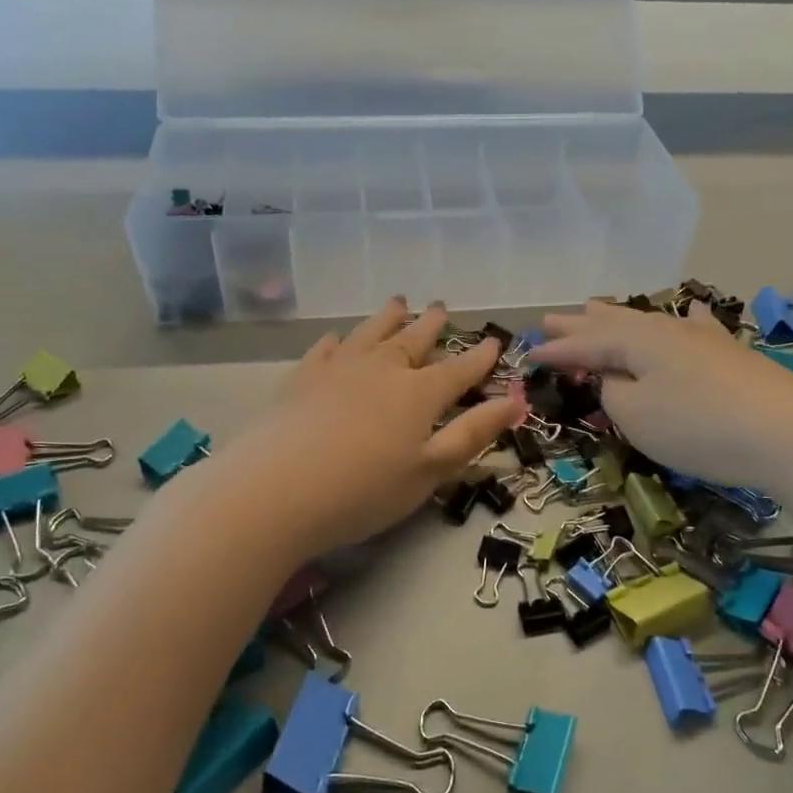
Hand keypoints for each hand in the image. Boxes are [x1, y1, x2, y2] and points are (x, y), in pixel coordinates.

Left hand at [191, 299, 519, 561]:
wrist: (277, 490)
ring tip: (399, 302)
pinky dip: (337, 341)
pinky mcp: (302, 378)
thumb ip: (472, 434)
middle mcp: (382, 370)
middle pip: (414, 340)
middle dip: (432, 325)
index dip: (479, 357)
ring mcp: (338, 369)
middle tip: (441, 307)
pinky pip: (325, 349)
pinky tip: (337, 337)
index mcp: (419, 394)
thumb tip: (515, 401)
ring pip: (371, 333)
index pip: (458, 369)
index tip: (493, 342)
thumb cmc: (364, 489)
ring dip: (388, 318)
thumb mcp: (430, 471)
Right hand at [528, 301, 792, 526]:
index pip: (584, 345)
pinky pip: (694, 328)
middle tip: (551, 317)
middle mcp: (665, 330)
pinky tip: (691, 312)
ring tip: (596, 307)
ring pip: (649, 322)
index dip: (556, 351)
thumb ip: (613, 394)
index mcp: (635, 342)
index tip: (528, 353)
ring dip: (618, 318)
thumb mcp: (637, 415)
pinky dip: (684, 321)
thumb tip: (613, 379)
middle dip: (580, 324)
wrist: (790, 433)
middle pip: (613, 324)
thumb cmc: (698, 426)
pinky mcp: (731, 355)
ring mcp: (702, 339)